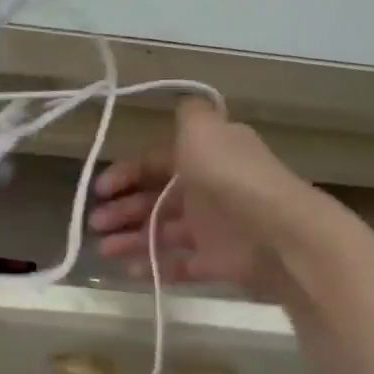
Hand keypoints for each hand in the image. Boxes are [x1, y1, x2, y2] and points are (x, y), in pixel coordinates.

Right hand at [90, 99, 340, 303]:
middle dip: (122, 210)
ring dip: (130, 239)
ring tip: (104, 250)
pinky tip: (129, 271)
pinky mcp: (217, 262)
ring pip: (161, 232)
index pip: (155, 163)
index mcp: (203, 157)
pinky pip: (178, 265)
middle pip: (154, 199)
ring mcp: (212, 228)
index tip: (100, 190)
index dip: (125, 174)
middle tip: (96, 224)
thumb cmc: (230, 177)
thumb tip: (183, 102)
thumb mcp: (204, 131)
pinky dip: (154, 267)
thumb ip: (190, 116)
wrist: (278, 232)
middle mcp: (206, 189)